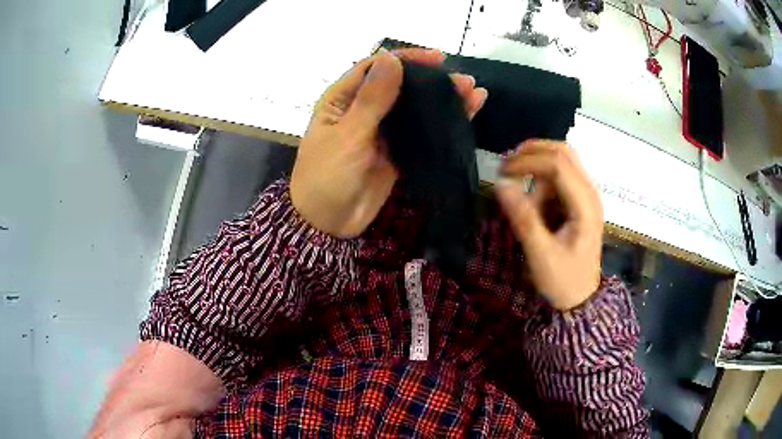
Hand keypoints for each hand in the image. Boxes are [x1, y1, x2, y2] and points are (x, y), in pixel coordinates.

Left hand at [290, 49, 487, 237]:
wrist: (327, 223)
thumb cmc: (326, 176)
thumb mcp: (348, 135)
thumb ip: (372, 100)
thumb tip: (392, 59)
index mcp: (342, 99)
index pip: (375, 67)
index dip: (406, 59)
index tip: (437, 57)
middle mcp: (362, 110)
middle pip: (399, 86)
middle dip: (430, 79)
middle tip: (462, 79)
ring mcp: (381, 132)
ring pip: (413, 109)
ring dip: (441, 100)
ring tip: (473, 92)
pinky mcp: (396, 152)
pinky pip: (421, 133)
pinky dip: (441, 124)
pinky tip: (465, 115)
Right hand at [496, 140, 603, 310]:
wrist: (580, 300)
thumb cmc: (563, 281)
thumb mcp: (540, 254)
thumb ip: (523, 218)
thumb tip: (500, 184)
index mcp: (585, 205)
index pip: (558, 164)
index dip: (528, 160)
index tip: (501, 171)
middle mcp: (590, 193)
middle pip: (564, 152)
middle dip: (533, 152)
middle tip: (507, 165)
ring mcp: (586, 196)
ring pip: (561, 162)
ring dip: (537, 171)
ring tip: (525, 203)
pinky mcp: (579, 201)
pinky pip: (559, 178)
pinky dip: (542, 182)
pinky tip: (535, 205)